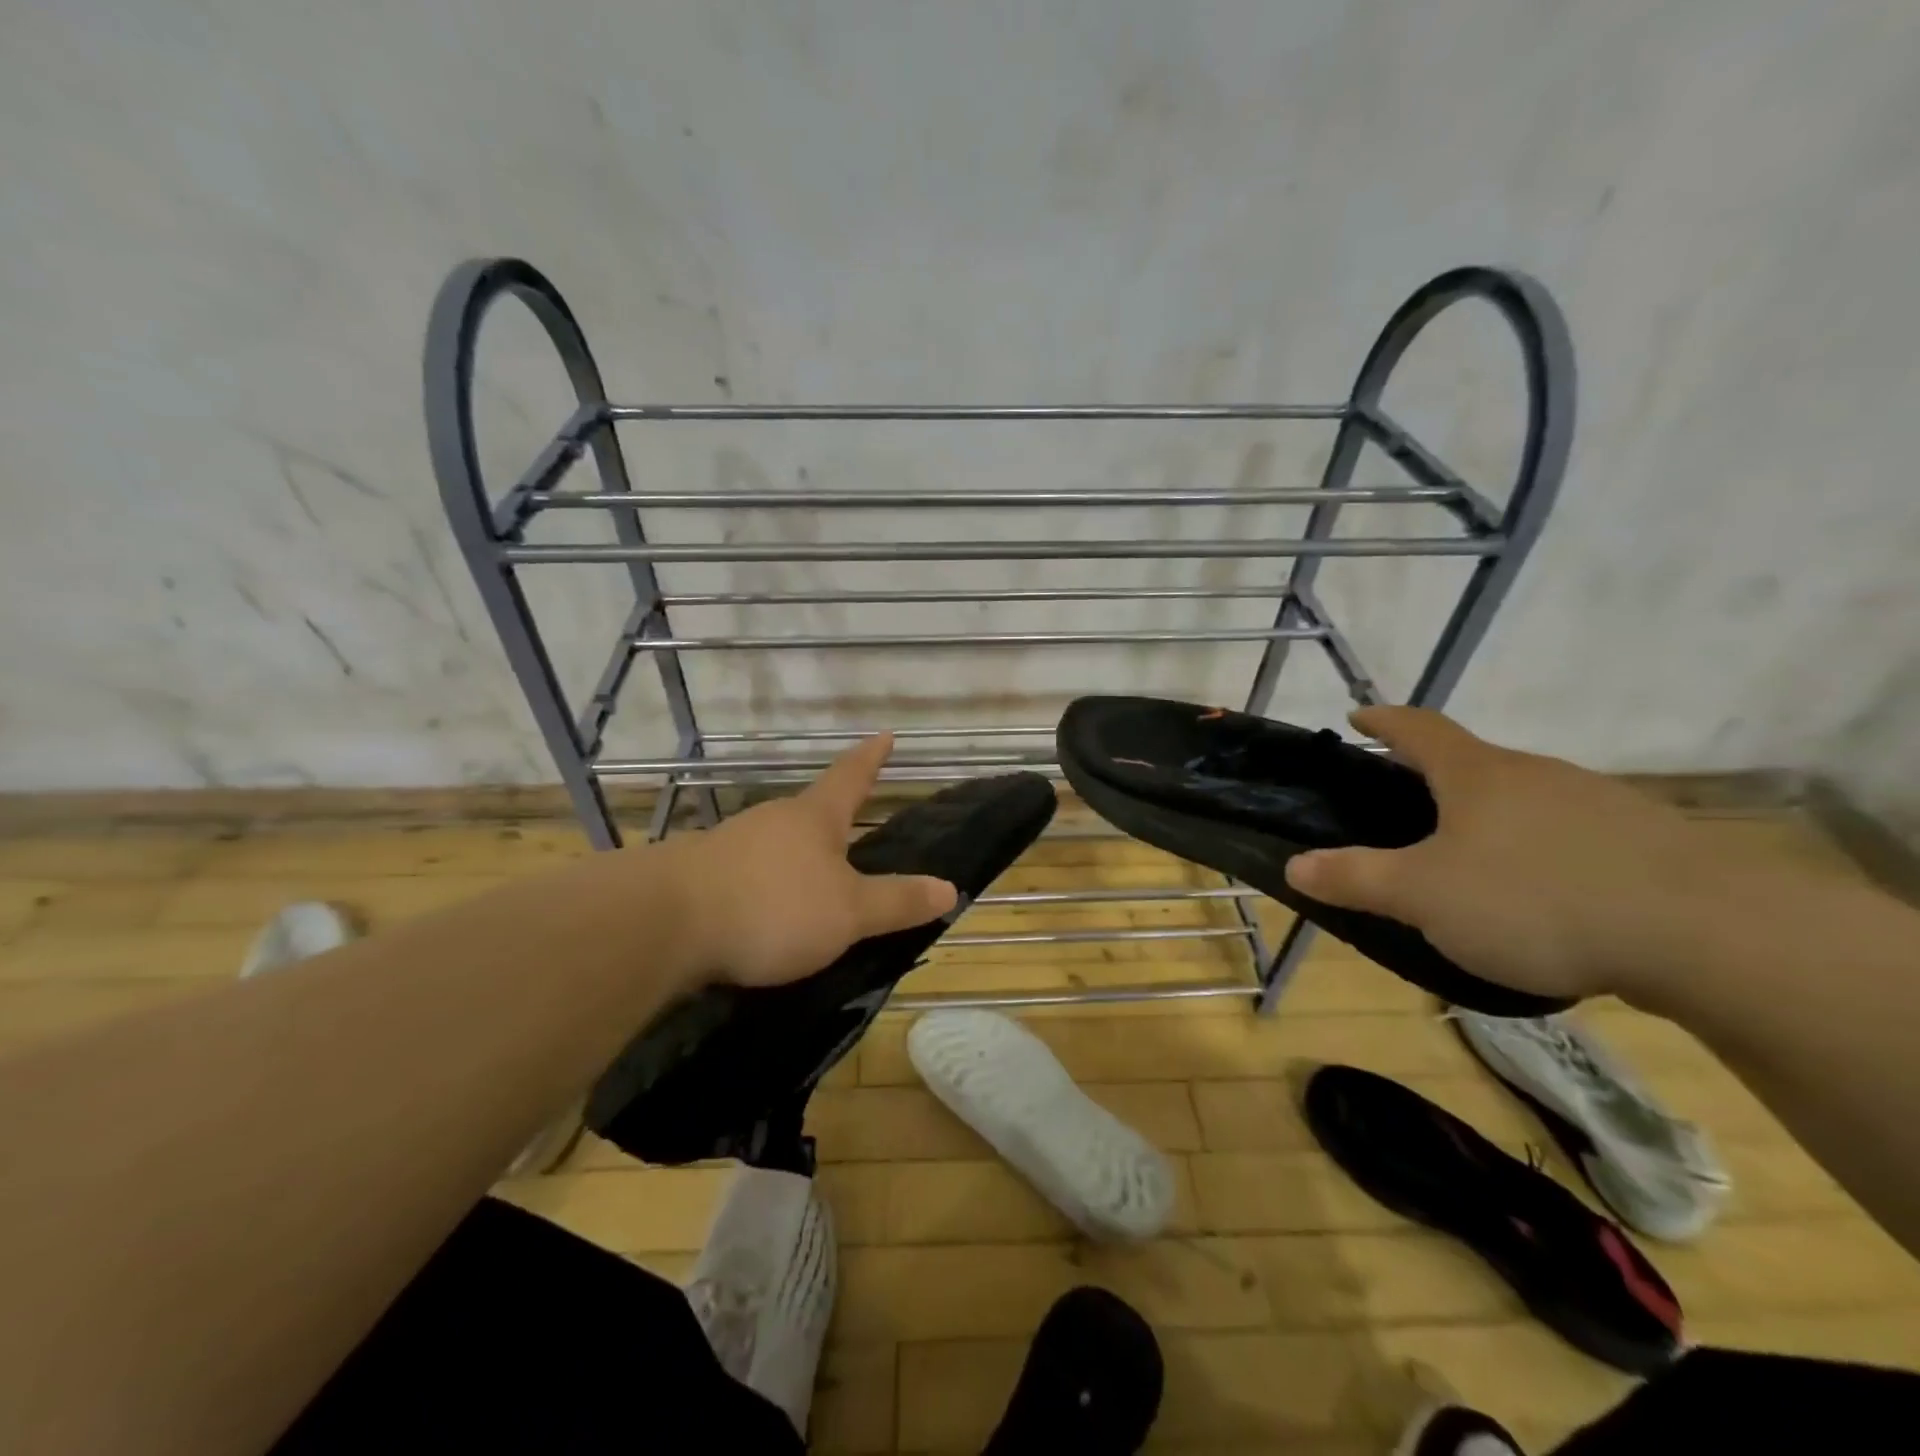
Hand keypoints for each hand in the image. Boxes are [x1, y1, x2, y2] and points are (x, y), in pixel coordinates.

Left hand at [672, 734, 958, 986]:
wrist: (664, 924)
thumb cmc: (772, 906)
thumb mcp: (848, 912)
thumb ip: (896, 901)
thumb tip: (950, 887)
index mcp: (814, 818)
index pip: (851, 776)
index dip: (871, 757)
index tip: (884, 734)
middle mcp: (772, 821)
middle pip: (809, 813)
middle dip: (831, 822)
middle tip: (852, 834)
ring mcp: (730, 845)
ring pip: (775, 845)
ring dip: (795, 859)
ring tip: (811, 888)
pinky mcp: (698, 876)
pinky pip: (746, 876)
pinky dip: (764, 890)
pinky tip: (764, 917)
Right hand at [1283, 707, 1762, 1002]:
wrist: (1709, 935)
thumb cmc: (1535, 898)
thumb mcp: (1424, 895)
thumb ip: (1356, 878)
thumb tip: (1293, 864)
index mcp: (1476, 775)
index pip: (1418, 728)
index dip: (1383, 721)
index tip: (1359, 716)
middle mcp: (1536, 775)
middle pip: (1473, 764)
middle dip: (1435, 780)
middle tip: (1406, 812)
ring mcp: (1598, 804)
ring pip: (1525, 801)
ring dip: (1491, 819)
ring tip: (1472, 864)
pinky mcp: (1646, 844)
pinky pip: (1572, 837)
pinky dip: (1542, 853)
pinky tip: (1544, 899)